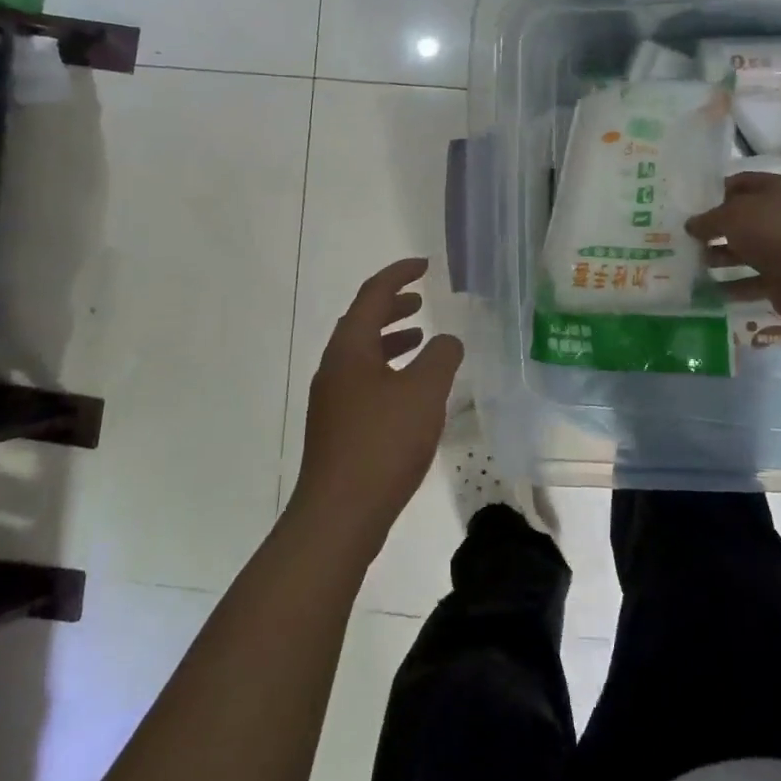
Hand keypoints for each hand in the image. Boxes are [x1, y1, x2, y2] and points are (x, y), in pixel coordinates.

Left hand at [290, 258, 463, 554]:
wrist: (339, 515)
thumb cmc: (382, 443)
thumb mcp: (424, 393)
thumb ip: (441, 357)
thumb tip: (448, 340)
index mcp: (350, 348)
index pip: (373, 295)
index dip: (399, 275)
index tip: (424, 266)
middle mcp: (335, 367)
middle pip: (362, 322)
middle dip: (392, 306)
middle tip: (421, 300)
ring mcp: (332, 399)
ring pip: (362, 354)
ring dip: (390, 339)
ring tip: (420, 339)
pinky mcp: (338, 427)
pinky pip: (364, 380)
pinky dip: (388, 370)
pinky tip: (411, 391)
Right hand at [686, 173, 780, 321]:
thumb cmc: (772, 232)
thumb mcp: (732, 216)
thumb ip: (708, 219)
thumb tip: (691, 225)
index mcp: (779, 190)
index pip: (742, 182)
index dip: (716, 191)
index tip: (692, 204)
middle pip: (744, 218)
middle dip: (716, 228)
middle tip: (688, 237)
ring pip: (747, 250)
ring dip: (721, 257)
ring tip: (694, 262)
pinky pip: (753, 279)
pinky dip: (734, 284)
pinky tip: (710, 289)